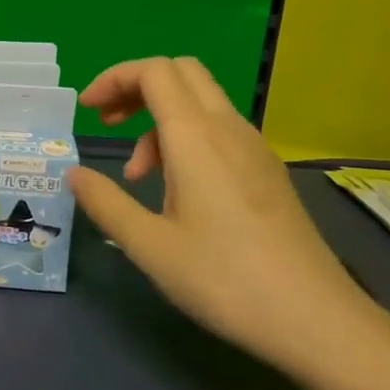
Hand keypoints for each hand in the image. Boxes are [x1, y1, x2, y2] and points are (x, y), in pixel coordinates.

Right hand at [69, 57, 387, 373]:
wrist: (315, 319)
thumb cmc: (224, 279)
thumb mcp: (149, 245)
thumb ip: (105, 202)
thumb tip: (74, 174)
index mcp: (196, 136)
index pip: (154, 71)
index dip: (114, 78)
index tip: (87, 112)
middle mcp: (228, 128)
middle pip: (180, 73)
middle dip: (135, 87)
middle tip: (107, 123)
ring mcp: (254, 147)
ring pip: (200, 102)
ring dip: (158, 120)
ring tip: (136, 175)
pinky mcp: (267, 170)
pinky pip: (218, 129)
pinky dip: (185, 139)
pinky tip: (177, 190)